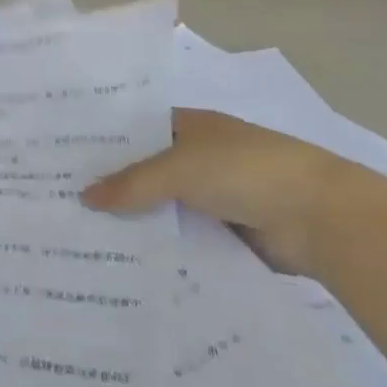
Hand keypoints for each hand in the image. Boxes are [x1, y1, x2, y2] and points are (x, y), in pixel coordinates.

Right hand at [81, 109, 349, 275]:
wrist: (321, 217)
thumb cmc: (244, 171)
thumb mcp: (178, 169)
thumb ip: (131, 184)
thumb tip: (84, 197)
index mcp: (192, 126)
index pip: (138, 128)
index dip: (107, 140)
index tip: (67, 157)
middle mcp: (202, 156)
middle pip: (150, 170)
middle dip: (116, 185)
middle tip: (65, 201)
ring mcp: (218, 195)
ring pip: (167, 207)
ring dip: (140, 220)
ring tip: (87, 236)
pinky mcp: (231, 232)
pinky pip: (187, 237)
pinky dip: (166, 246)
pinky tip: (130, 261)